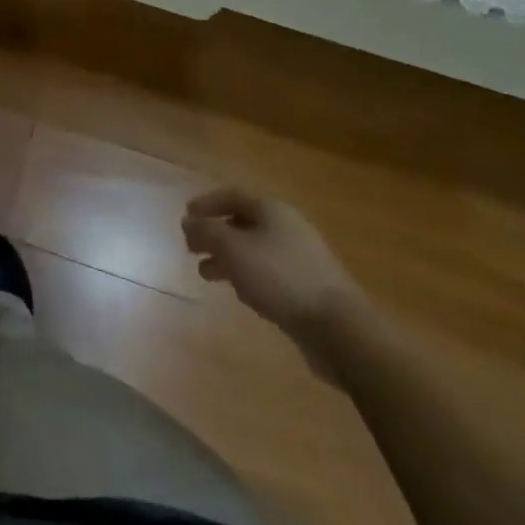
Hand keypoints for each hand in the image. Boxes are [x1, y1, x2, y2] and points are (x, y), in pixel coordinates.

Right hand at [182, 188, 367, 380]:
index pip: (232, 196)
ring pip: (255, 250)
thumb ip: (206, 232)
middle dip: (215, 235)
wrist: (338, 327)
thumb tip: (188, 221)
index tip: (185, 218)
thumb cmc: (280, 278)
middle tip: (192, 248)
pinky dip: (248, 277)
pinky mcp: (308, 287)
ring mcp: (301, 258)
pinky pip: (269, 273)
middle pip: (243, 223)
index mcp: (272, 210)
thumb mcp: (233, 249)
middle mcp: (287, 227)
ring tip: (207, 274)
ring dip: (228, 259)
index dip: (206, 204)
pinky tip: (241, 294)